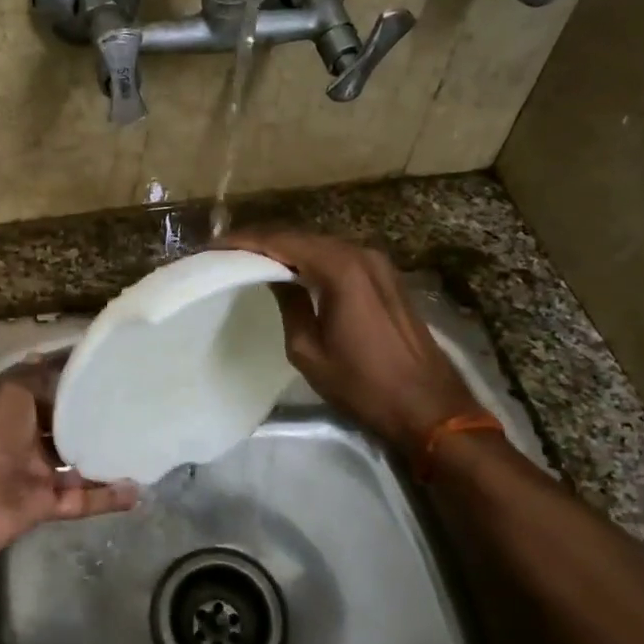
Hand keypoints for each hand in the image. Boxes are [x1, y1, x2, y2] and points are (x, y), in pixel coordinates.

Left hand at [0, 357, 136, 560]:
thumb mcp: (12, 390)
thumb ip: (42, 376)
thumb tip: (65, 358)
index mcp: (12, 406)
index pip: (48, 385)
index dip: (74, 377)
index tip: (111, 367)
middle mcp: (24, 437)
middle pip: (66, 426)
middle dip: (95, 419)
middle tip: (135, 407)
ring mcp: (36, 472)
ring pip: (78, 464)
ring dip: (106, 459)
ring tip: (142, 447)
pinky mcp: (46, 504)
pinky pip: (83, 500)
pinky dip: (108, 497)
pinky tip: (138, 489)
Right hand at [220, 230, 483, 457]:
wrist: (429, 406)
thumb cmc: (363, 385)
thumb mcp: (308, 351)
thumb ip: (289, 304)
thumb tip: (275, 277)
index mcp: (339, 268)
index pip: (281, 240)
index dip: (245, 240)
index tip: (214, 246)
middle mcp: (360, 254)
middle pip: (301, 236)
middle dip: (263, 240)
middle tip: (229, 251)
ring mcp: (378, 263)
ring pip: (321, 245)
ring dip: (288, 249)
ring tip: (253, 258)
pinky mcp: (387, 277)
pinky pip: (340, 257)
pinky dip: (312, 259)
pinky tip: (293, 270)